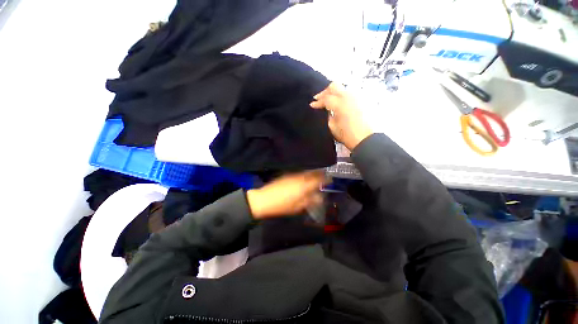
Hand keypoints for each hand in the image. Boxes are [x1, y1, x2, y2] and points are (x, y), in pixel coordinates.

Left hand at [246, 171, 325, 219]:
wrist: (264, 199)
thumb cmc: (282, 206)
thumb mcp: (298, 207)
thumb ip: (310, 201)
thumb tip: (320, 197)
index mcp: (304, 186)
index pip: (318, 180)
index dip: (325, 179)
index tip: (330, 179)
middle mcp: (299, 178)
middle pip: (313, 173)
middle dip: (320, 173)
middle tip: (325, 175)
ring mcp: (292, 175)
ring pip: (306, 172)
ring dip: (312, 172)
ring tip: (317, 175)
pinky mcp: (286, 174)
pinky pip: (299, 172)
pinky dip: (304, 173)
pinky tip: (304, 176)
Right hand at [310, 82, 372, 150]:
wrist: (365, 139)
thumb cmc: (347, 135)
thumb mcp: (332, 126)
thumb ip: (328, 115)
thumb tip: (327, 110)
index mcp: (340, 104)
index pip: (326, 98)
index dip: (318, 102)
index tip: (312, 105)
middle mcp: (349, 97)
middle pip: (334, 86)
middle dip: (325, 92)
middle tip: (319, 99)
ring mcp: (357, 97)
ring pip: (342, 88)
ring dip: (334, 93)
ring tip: (328, 101)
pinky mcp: (362, 100)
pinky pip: (349, 94)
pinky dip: (341, 96)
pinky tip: (338, 103)